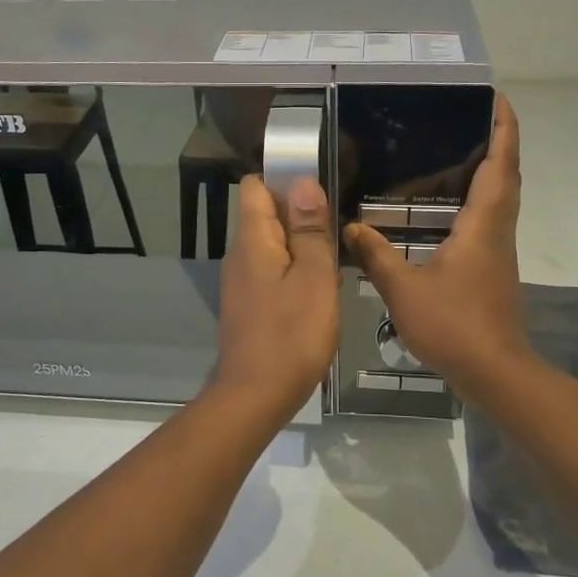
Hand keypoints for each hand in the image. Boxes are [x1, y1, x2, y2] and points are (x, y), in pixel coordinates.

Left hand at [211, 174, 340, 422]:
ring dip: (302, 249)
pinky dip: (295, 275)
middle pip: (267, 217)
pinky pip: (273, 275)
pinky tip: (319, 295)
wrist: (256, 396)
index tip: (319, 190)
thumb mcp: (314, 277)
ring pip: (273, 248)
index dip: (284, 180)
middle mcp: (240, 256)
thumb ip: (310, 230)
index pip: (255, 187)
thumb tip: (303, 182)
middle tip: (337, 232)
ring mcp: (241, 283)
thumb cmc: (291, 334)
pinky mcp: (248, 307)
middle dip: (301, 217)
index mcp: (253, 241)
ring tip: (335, 264)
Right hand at [343, 94, 531, 404]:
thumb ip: (376, 255)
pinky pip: (490, 220)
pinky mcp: (494, 269)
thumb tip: (351, 226)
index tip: (498, 99)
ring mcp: (499, 251)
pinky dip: (476, 201)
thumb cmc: (454, 325)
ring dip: (489, 171)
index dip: (504, 129)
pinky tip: (446, 209)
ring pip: (501, 198)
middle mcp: (498, 230)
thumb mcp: (404, 289)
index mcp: (483, 225)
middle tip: (470, 118)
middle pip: (507, 176)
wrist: (495, 372)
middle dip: (498, 142)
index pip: (500, 165)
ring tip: (454, 153)